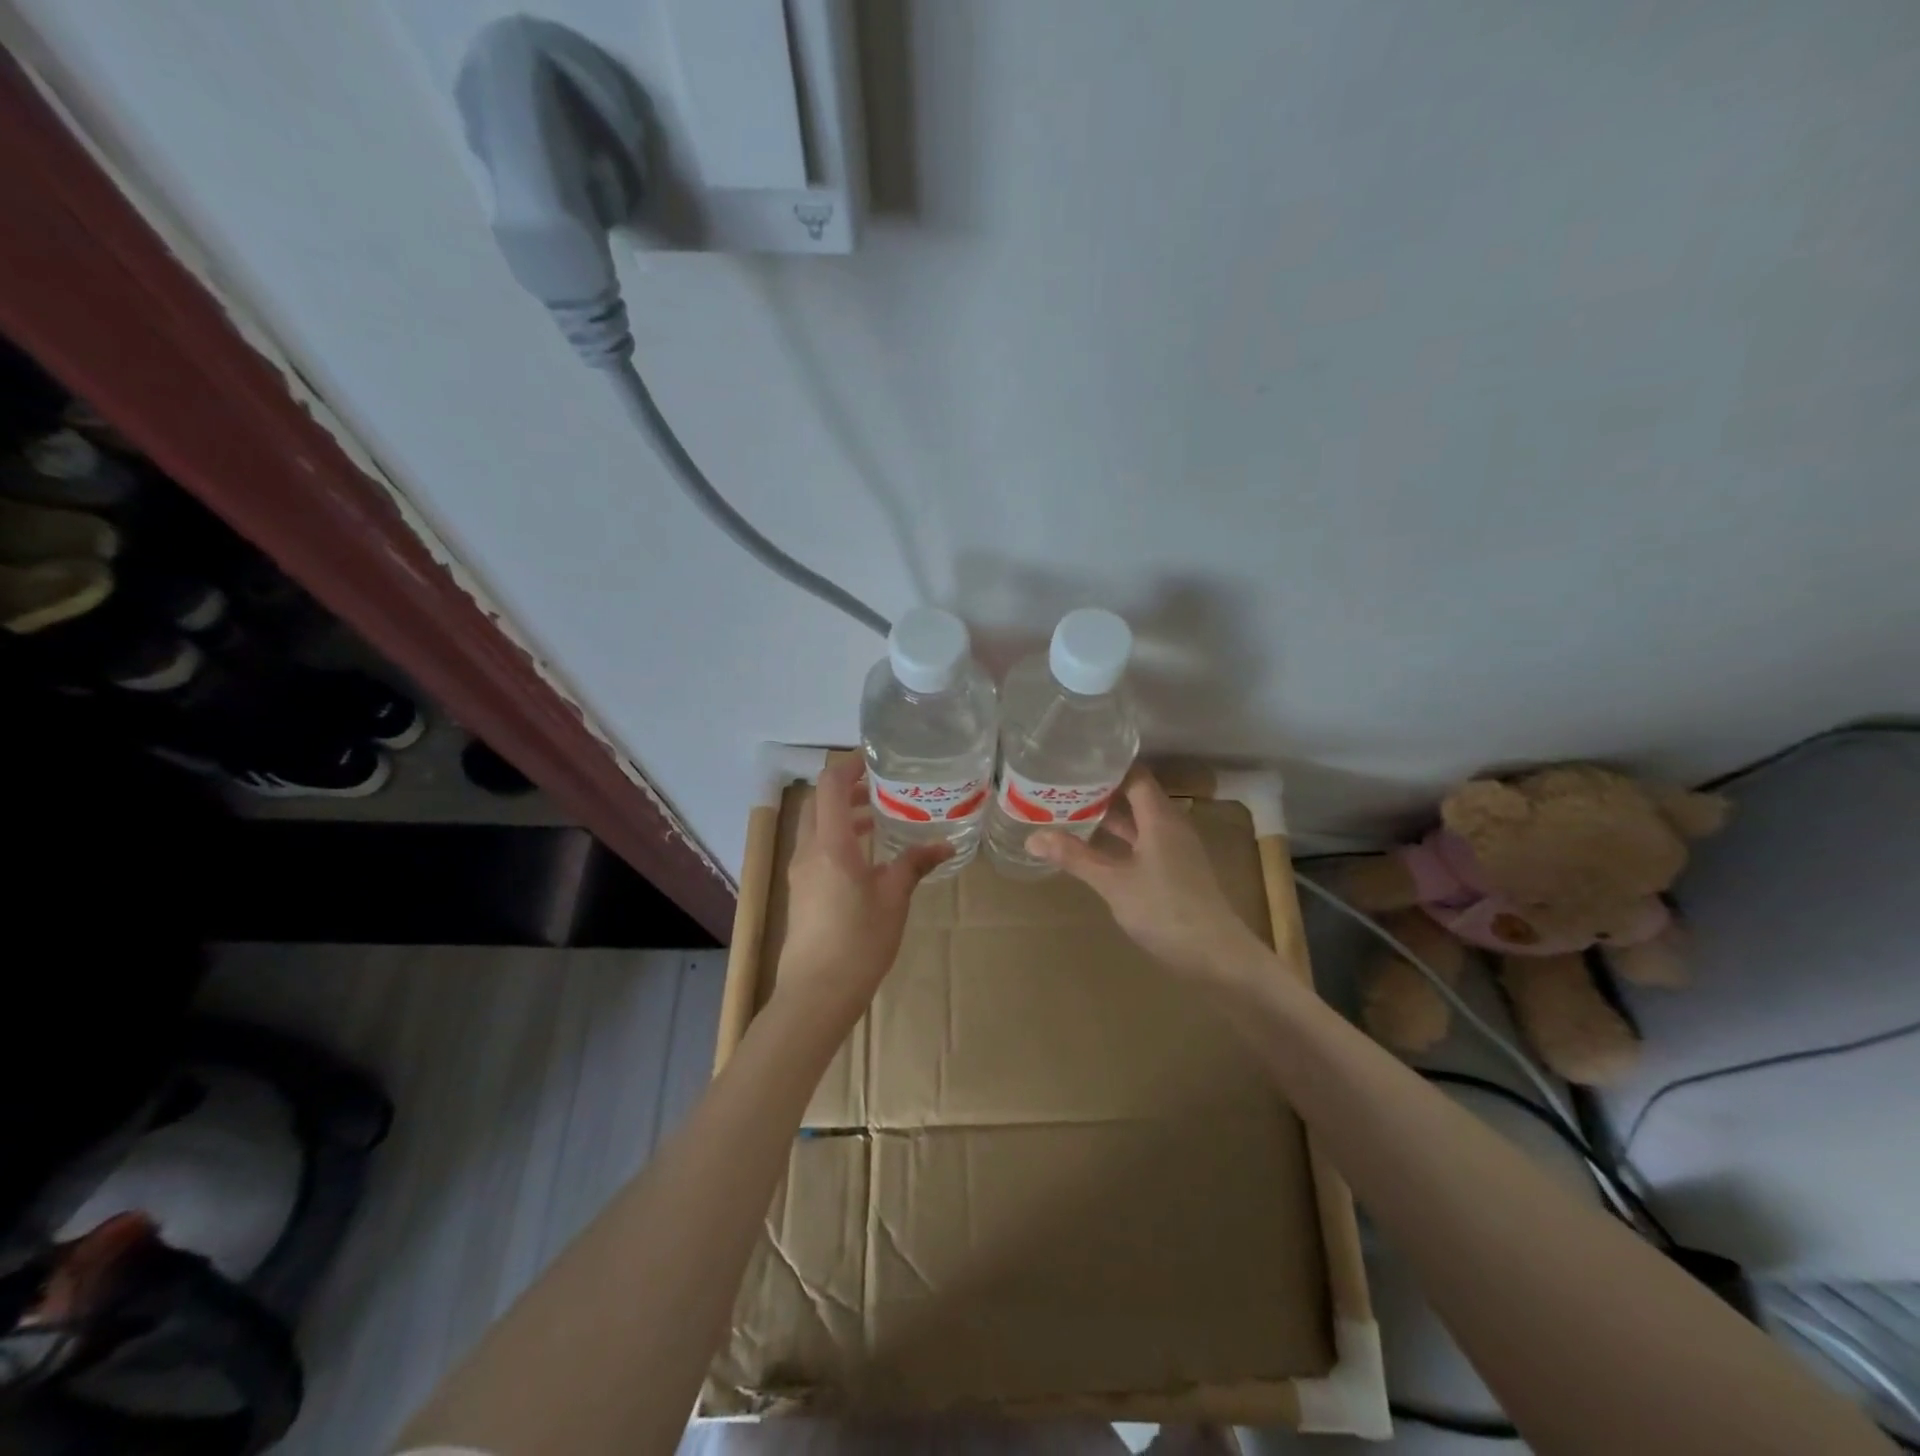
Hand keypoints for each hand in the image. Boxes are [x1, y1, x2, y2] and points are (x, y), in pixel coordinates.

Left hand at [776, 755, 952, 1022]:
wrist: (816, 994)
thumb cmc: (858, 941)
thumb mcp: (894, 898)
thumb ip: (914, 864)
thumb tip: (943, 845)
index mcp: (830, 844)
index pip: (831, 785)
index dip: (849, 764)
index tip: (876, 758)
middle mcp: (809, 850)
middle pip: (820, 802)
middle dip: (848, 788)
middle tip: (883, 786)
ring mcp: (801, 872)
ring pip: (817, 826)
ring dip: (843, 814)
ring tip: (880, 817)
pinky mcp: (802, 891)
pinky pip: (818, 849)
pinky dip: (839, 838)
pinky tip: (868, 856)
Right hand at [1029, 771, 1263, 980]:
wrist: (1216, 956)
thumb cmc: (1165, 911)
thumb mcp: (1113, 883)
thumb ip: (1075, 857)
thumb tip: (1033, 837)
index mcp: (1160, 817)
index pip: (1134, 775)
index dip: (1105, 766)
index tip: (1073, 762)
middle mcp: (1171, 825)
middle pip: (1135, 795)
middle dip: (1100, 790)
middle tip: (1062, 786)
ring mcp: (1175, 849)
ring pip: (1139, 821)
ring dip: (1109, 816)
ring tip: (1071, 811)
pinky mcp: (1176, 870)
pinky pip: (1144, 841)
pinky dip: (1120, 839)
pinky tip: (1096, 848)